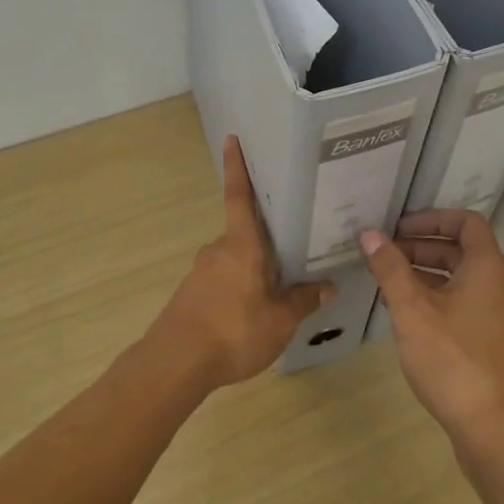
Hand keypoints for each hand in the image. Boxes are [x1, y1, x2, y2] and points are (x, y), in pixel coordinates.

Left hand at [151, 136, 334, 388]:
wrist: (175, 364)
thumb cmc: (233, 331)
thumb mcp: (280, 320)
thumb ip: (304, 301)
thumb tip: (329, 286)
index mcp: (241, 245)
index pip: (239, 196)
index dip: (237, 167)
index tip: (231, 139)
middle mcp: (218, 250)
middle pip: (244, 233)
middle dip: (265, 238)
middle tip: (292, 244)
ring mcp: (200, 272)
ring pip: (235, 261)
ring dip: (253, 269)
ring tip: (279, 289)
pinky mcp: (191, 295)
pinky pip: (223, 281)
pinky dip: (238, 289)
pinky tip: (250, 314)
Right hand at [360, 210, 503, 445]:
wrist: (496, 430)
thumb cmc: (453, 360)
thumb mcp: (412, 311)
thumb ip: (390, 269)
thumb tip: (370, 233)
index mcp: (488, 269)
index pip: (467, 223)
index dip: (433, 219)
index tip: (399, 228)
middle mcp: (501, 287)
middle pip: (463, 251)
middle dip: (423, 248)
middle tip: (386, 256)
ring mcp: (501, 318)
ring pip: (463, 281)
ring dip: (428, 275)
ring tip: (389, 285)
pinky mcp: (495, 345)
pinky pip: (466, 306)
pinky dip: (438, 300)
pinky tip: (409, 320)